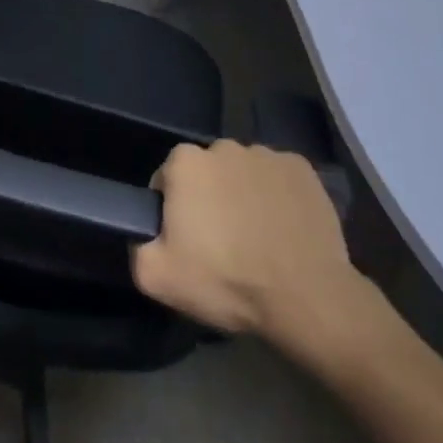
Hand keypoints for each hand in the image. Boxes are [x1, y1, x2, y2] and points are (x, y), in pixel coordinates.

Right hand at [132, 140, 381, 347]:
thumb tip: (144, 230)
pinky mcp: (301, 168)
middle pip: (206, 172)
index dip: (174, 211)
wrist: (305, 296)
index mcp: (185, 162)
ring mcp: (266, 154)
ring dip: (243, 196)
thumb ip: (137, 245)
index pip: (167, 180)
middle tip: (222, 243)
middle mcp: (223, 146)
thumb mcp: (157, 277)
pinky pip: (278, 178)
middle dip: (209, 199)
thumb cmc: (227, 281)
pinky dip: (277, 196)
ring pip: (243, 173)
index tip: (188, 241)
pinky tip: (283, 229)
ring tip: (257, 238)